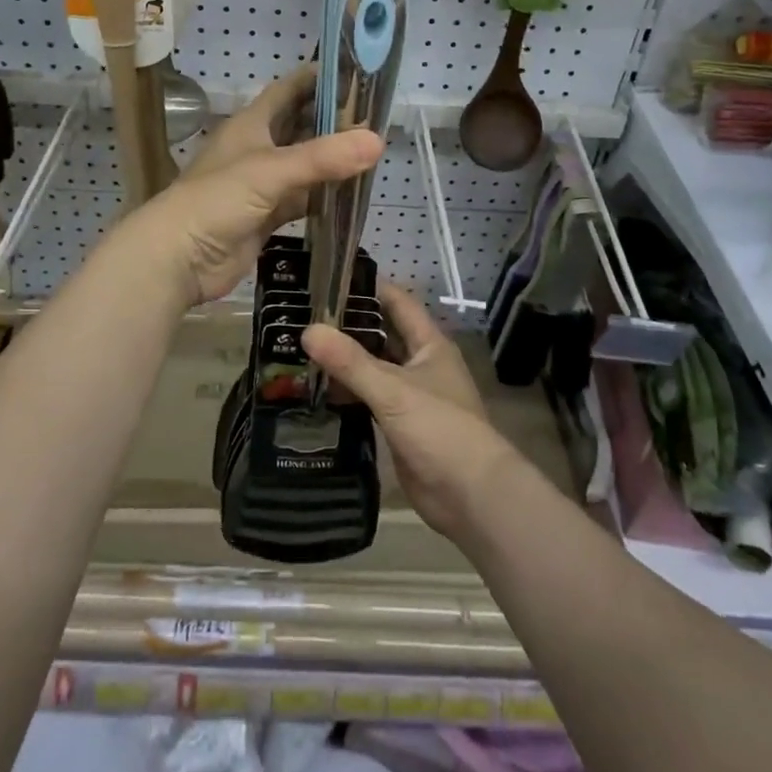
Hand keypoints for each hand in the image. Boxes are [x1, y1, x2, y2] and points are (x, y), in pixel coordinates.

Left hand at [121, 67, 381, 306]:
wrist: (178, 258)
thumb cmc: (217, 200)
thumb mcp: (271, 171)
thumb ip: (323, 158)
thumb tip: (378, 141)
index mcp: (251, 124)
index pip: (288, 90)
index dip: (317, 78)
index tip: (355, 71)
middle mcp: (257, 148)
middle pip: (300, 126)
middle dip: (333, 120)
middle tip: (375, 115)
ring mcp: (261, 184)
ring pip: (304, 165)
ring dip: (331, 159)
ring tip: (372, 151)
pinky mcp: (265, 216)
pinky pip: (301, 199)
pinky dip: (324, 196)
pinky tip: (351, 194)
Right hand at [302, 283, 520, 540]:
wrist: (470, 496)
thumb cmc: (440, 429)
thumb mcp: (393, 390)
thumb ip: (350, 361)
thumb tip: (308, 330)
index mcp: (429, 344)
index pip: (398, 302)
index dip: (369, 287)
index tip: (331, 275)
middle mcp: (421, 364)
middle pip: (382, 334)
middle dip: (349, 325)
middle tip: (304, 314)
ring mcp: (411, 396)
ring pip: (374, 368)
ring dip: (345, 361)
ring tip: (301, 348)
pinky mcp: (400, 426)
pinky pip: (369, 399)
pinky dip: (347, 393)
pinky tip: (317, 389)